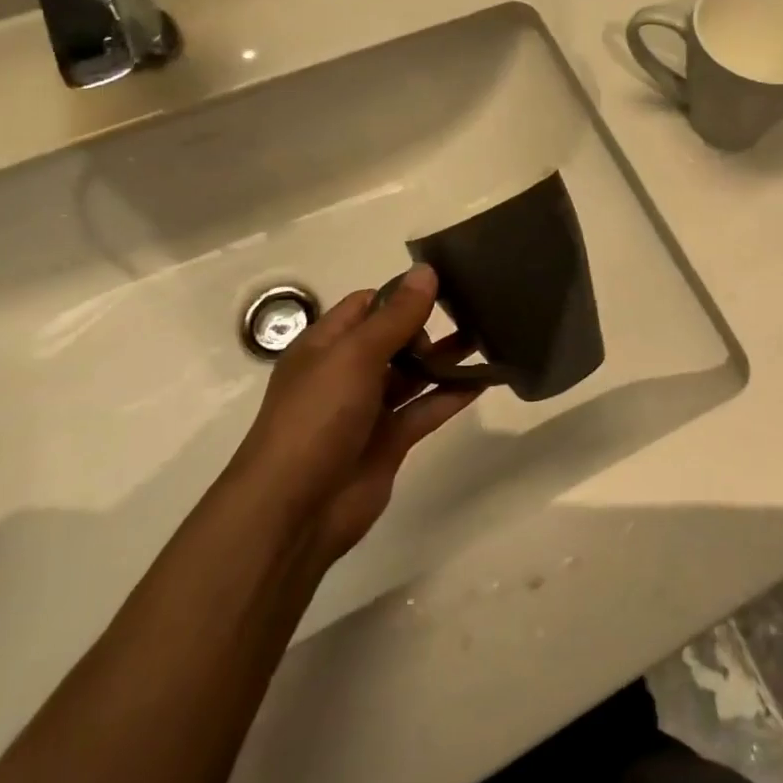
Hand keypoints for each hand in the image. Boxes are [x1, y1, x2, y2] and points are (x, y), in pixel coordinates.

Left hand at [232, 264, 478, 565]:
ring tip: (489, 336)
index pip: (366, 305)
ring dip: (446, 358)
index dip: (401, 294)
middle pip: (393, 339)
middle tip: (473, 311)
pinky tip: (485, 379)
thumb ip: (396, 315)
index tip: (445, 283)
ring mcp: (368, 409)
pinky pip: (426, 410)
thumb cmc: (317, 418)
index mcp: (325, 346)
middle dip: (428, 325)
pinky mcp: (390, 442)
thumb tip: (426, 270)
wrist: (294, 512)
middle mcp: (346, 373)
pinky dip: (453, 395)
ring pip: (413, 375)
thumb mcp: (355, 356)